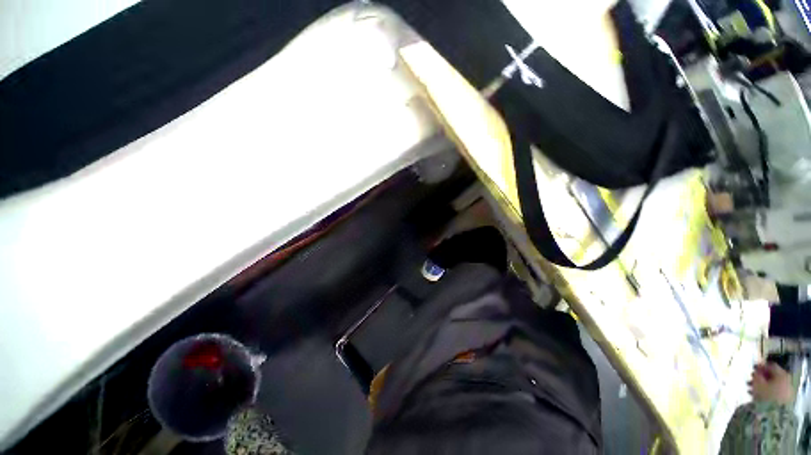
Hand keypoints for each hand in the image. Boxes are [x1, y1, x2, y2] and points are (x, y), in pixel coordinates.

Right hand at [748, 362, 793, 404]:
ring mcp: (787, 391)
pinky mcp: (785, 399)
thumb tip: (755, 372)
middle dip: (761, 377)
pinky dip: (767, 392)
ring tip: (752, 389)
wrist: (775, 414)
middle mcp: (786, 380)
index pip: (771, 365)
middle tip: (751, 379)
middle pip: (773, 376)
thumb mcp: (757, 383)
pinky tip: (758, 396)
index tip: (753, 368)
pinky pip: (775, 392)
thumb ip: (756, 375)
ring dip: (763, 385)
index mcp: (781, 374)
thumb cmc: (765, 395)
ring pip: (773, 385)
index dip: (761, 366)